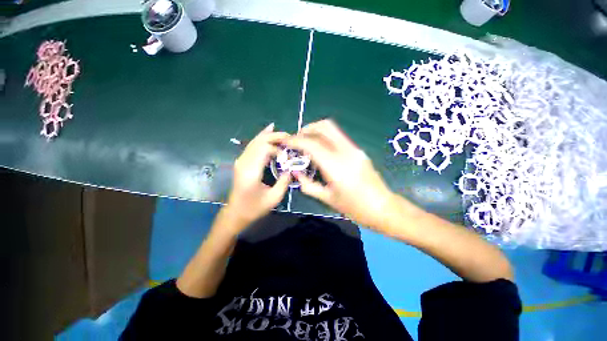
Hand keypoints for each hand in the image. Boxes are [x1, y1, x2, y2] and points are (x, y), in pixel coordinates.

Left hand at [225, 123, 291, 232]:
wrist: (236, 213)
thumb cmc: (255, 208)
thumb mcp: (274, 198)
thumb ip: (284, 181)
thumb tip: (292, 168)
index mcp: (251, 172)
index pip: (264, 149)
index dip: (278, 148)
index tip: (288, 156)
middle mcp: (244, 163)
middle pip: (259, 141)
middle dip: (274, 136)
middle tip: (289, 136)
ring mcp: (241, 161)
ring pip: (255, 141)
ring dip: (269, 136)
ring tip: (282, 134)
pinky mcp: (241, 161)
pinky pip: (252, 145)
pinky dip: (261, 138)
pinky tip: (268, 132)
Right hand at [285, 120, 395, 228]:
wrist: (383, 207)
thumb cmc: (355, 208)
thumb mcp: (327, 199)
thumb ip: (308, 184)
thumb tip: (295, 172)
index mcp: (336, 166)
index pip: (311, 144)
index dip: (296, 140)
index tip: (285, 141)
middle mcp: (346, 152)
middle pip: (324, 127)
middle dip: (307, 129)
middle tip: (297, 139)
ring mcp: (354, 149)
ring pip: (332, 129)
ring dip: (316, 131)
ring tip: (306, 143)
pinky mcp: (358, 150)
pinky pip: (338, 137)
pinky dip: (325, 138)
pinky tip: (320, 150)